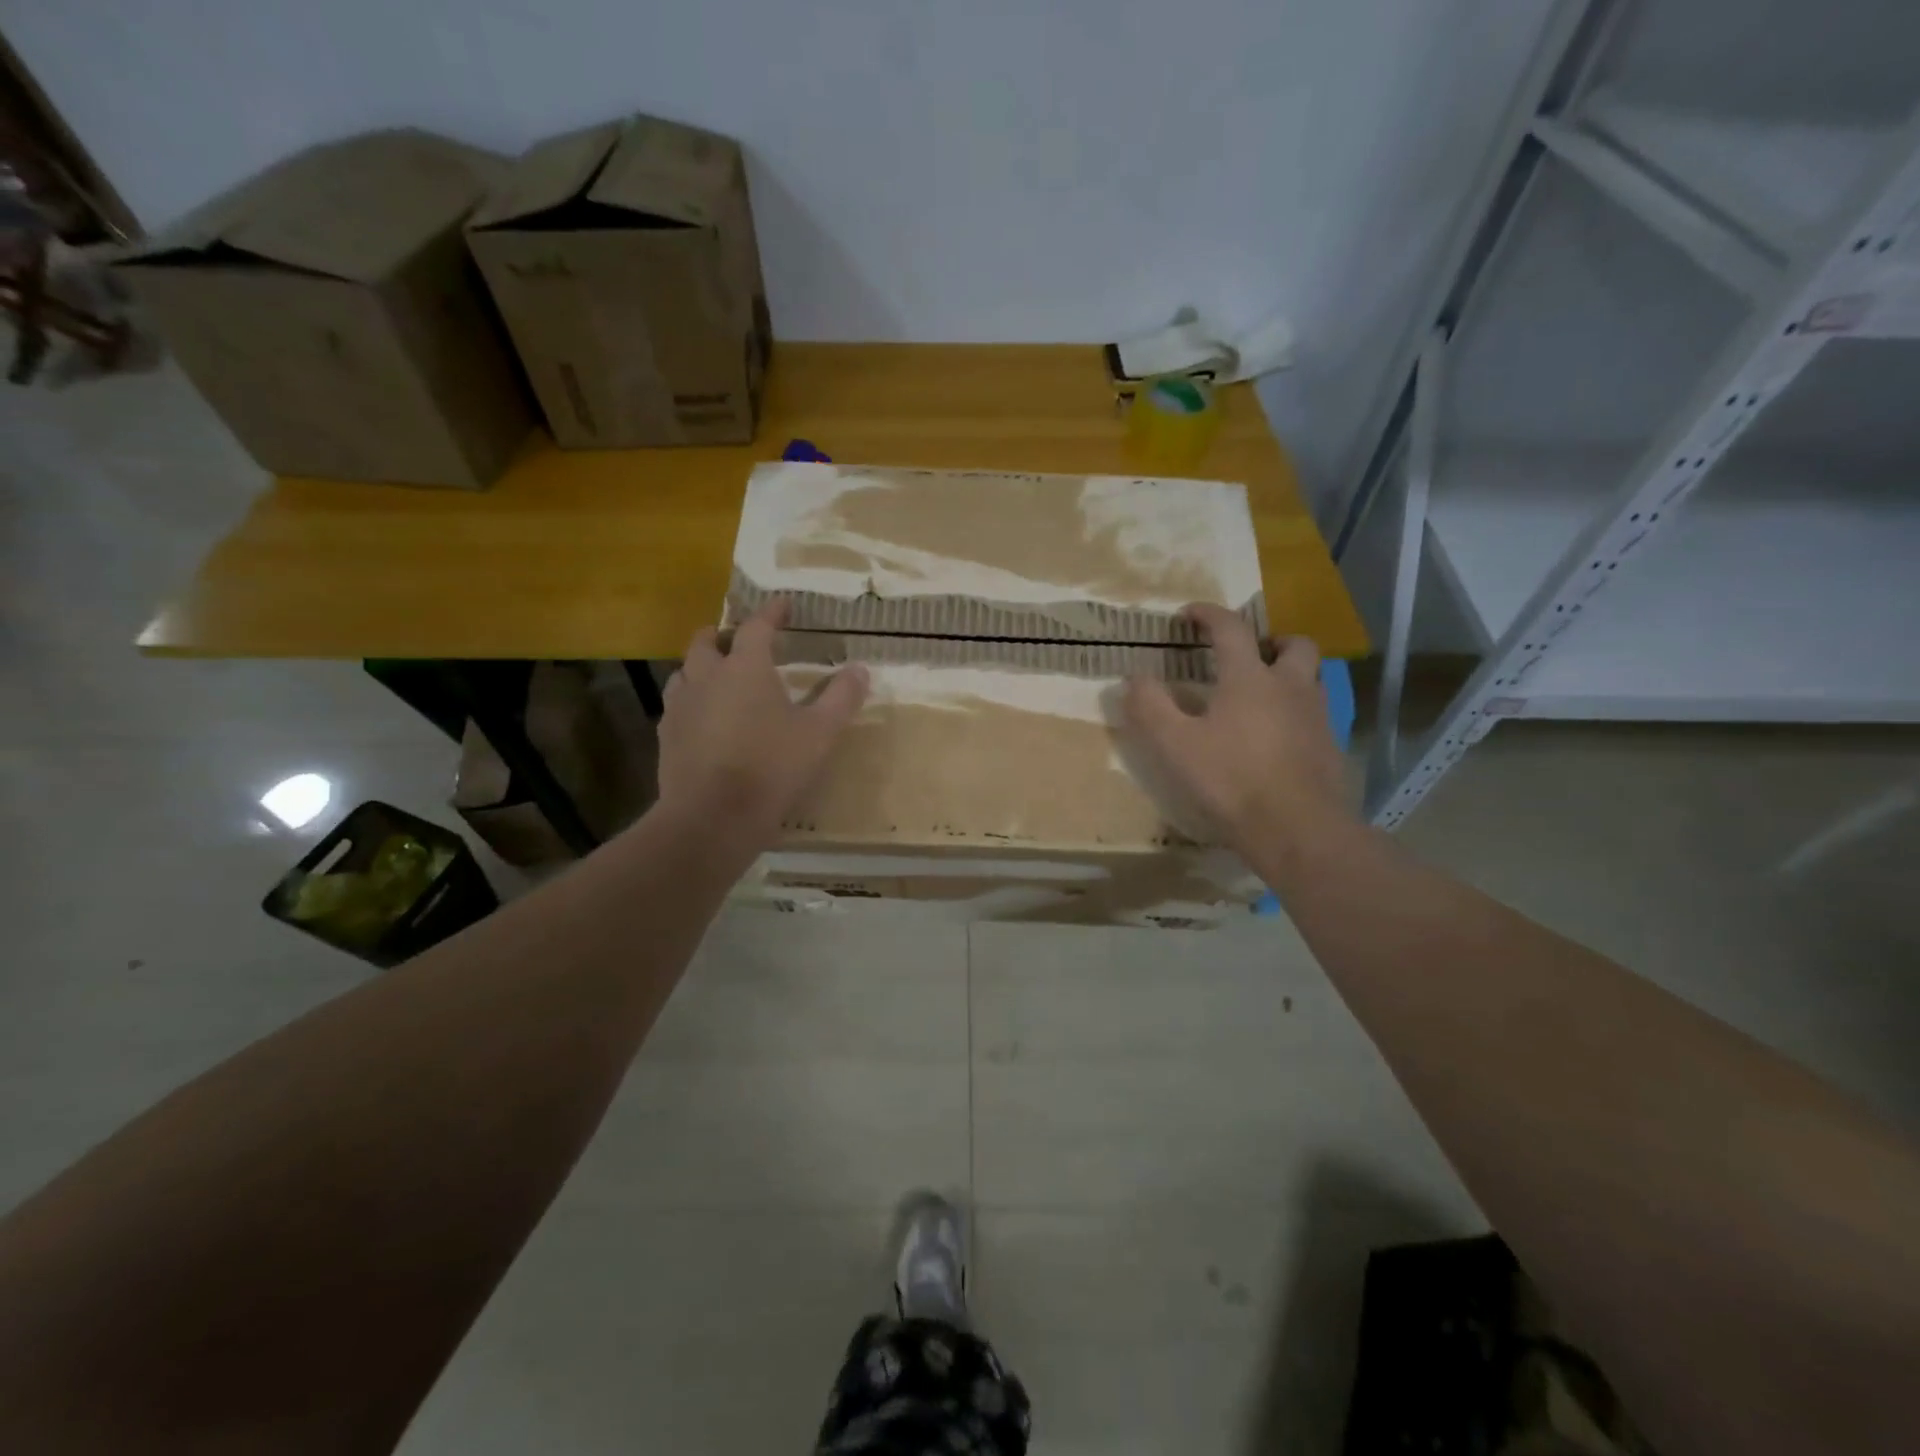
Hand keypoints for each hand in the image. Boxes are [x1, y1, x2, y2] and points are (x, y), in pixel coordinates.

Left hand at [657, 599, 868, 850]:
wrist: (712, 816)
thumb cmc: (772, 768)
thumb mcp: (820, 733)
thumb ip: (841, 697)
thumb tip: (860, 669)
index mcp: (745, 668)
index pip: (756, 626)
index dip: (772, 612)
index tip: (783, 604)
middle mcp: (706, 676)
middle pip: (706, 641)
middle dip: (723, 635)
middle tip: (741, 642)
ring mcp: (680, 706)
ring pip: (685, 672)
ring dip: (702, 667)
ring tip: (719, 679)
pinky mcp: (666, 736)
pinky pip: (677, 706)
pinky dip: (692, 702)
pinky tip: (704, 720)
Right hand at [1123, 603, 1352, 860]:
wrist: (1297, 829)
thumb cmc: (1231, 780)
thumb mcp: (1175, 745)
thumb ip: (1151, 707)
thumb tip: (1134, 678)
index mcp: (1250, 678)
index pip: (1231, 629)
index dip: (1208, 614)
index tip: (1189, 613)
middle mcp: (1290, 686)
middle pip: (1293, 644)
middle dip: (1270, 640)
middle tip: (1249, 654)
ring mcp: (1317, 716)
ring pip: (1312, 677)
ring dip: (1290, 674)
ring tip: (1263, 694)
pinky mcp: (1330, 747)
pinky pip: (1316, 714)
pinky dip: (1298, 712)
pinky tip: (1278, 737)